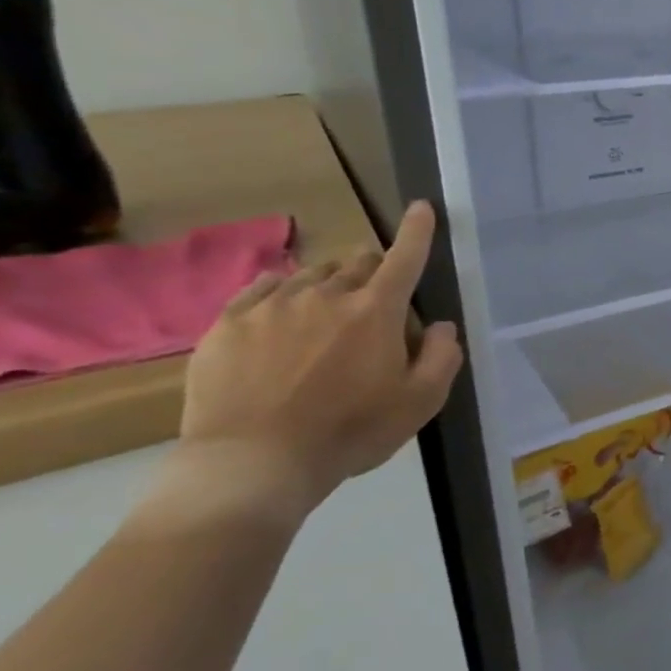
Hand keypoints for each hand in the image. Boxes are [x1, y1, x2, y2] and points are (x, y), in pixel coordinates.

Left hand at [178, 201, 464, 516]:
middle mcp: (326, 295)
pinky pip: (262, 288)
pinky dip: (281, 291)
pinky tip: (282, 313)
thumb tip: (439, 325)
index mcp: (376, 311)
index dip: (418, 230)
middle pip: (357, 262)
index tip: (421, 207)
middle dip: (373, 271)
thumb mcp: (420, 402)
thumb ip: (442, 356)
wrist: (252, 463)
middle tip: (373, 302)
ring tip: (325, 314)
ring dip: (329, 284)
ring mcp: (272, 305)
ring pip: (311, 274)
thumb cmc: (349, 432)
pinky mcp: (228, 323)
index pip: (405, 257)